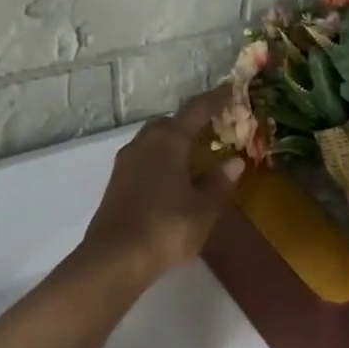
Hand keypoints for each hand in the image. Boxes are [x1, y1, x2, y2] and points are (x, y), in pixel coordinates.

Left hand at [80, 88, 244, 284]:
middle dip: (193, 123)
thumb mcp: (204, 209)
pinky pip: (145, 158)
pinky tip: (174, 179)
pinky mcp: (117, 182)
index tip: (232, 89)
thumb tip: (233, 162)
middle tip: (215, 131)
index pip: (197, 110)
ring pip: (155, 140)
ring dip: (175, 143)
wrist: (115, 258)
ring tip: (197, 157)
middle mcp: (145, 143)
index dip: (217, 99)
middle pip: (171, 123)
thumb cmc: (167, 228)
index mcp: (169, 141)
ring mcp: (127, 162)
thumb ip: (220, 183)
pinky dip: (163, 160)